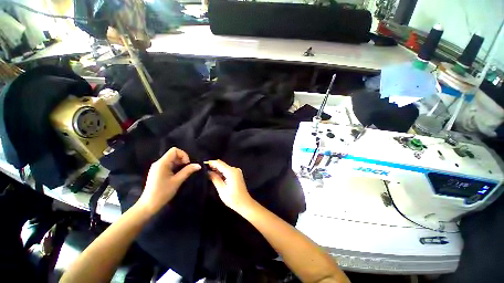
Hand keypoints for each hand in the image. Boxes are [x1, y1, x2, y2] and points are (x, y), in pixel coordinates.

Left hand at [136, 147, 200, 215]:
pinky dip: (175, 167)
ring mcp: (157, 167)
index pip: (174, 150)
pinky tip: (177, 175)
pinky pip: (168, 164)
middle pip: (173, 154)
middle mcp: (158, 162)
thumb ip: (188, 171)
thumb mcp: (177, 181)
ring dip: (179, 164)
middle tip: (186, 169)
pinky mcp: (157, 171)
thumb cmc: (163, 192)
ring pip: (171, 159)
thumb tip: (198, 165)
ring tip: (182, 173)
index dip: (183, 155)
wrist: (148, 205)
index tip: (187, 164)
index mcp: (162, 163)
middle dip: (182, 160)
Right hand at [205, 160, 253, 210]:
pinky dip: (221, 173)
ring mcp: (237, 171)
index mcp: (231, 171)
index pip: (219, 163)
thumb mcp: (221, 189)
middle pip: (222, 164)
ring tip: (207, 173)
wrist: (245, 203)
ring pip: (224, 167)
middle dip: (213, 166)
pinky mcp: (237, 175)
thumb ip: (215, 178)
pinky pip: (227, 171)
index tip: (202, 164)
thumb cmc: (233, 198)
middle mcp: (235, 169)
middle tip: (203, 170)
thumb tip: (207, 172)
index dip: (211, 163)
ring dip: (217, 170)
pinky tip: (215, 176)